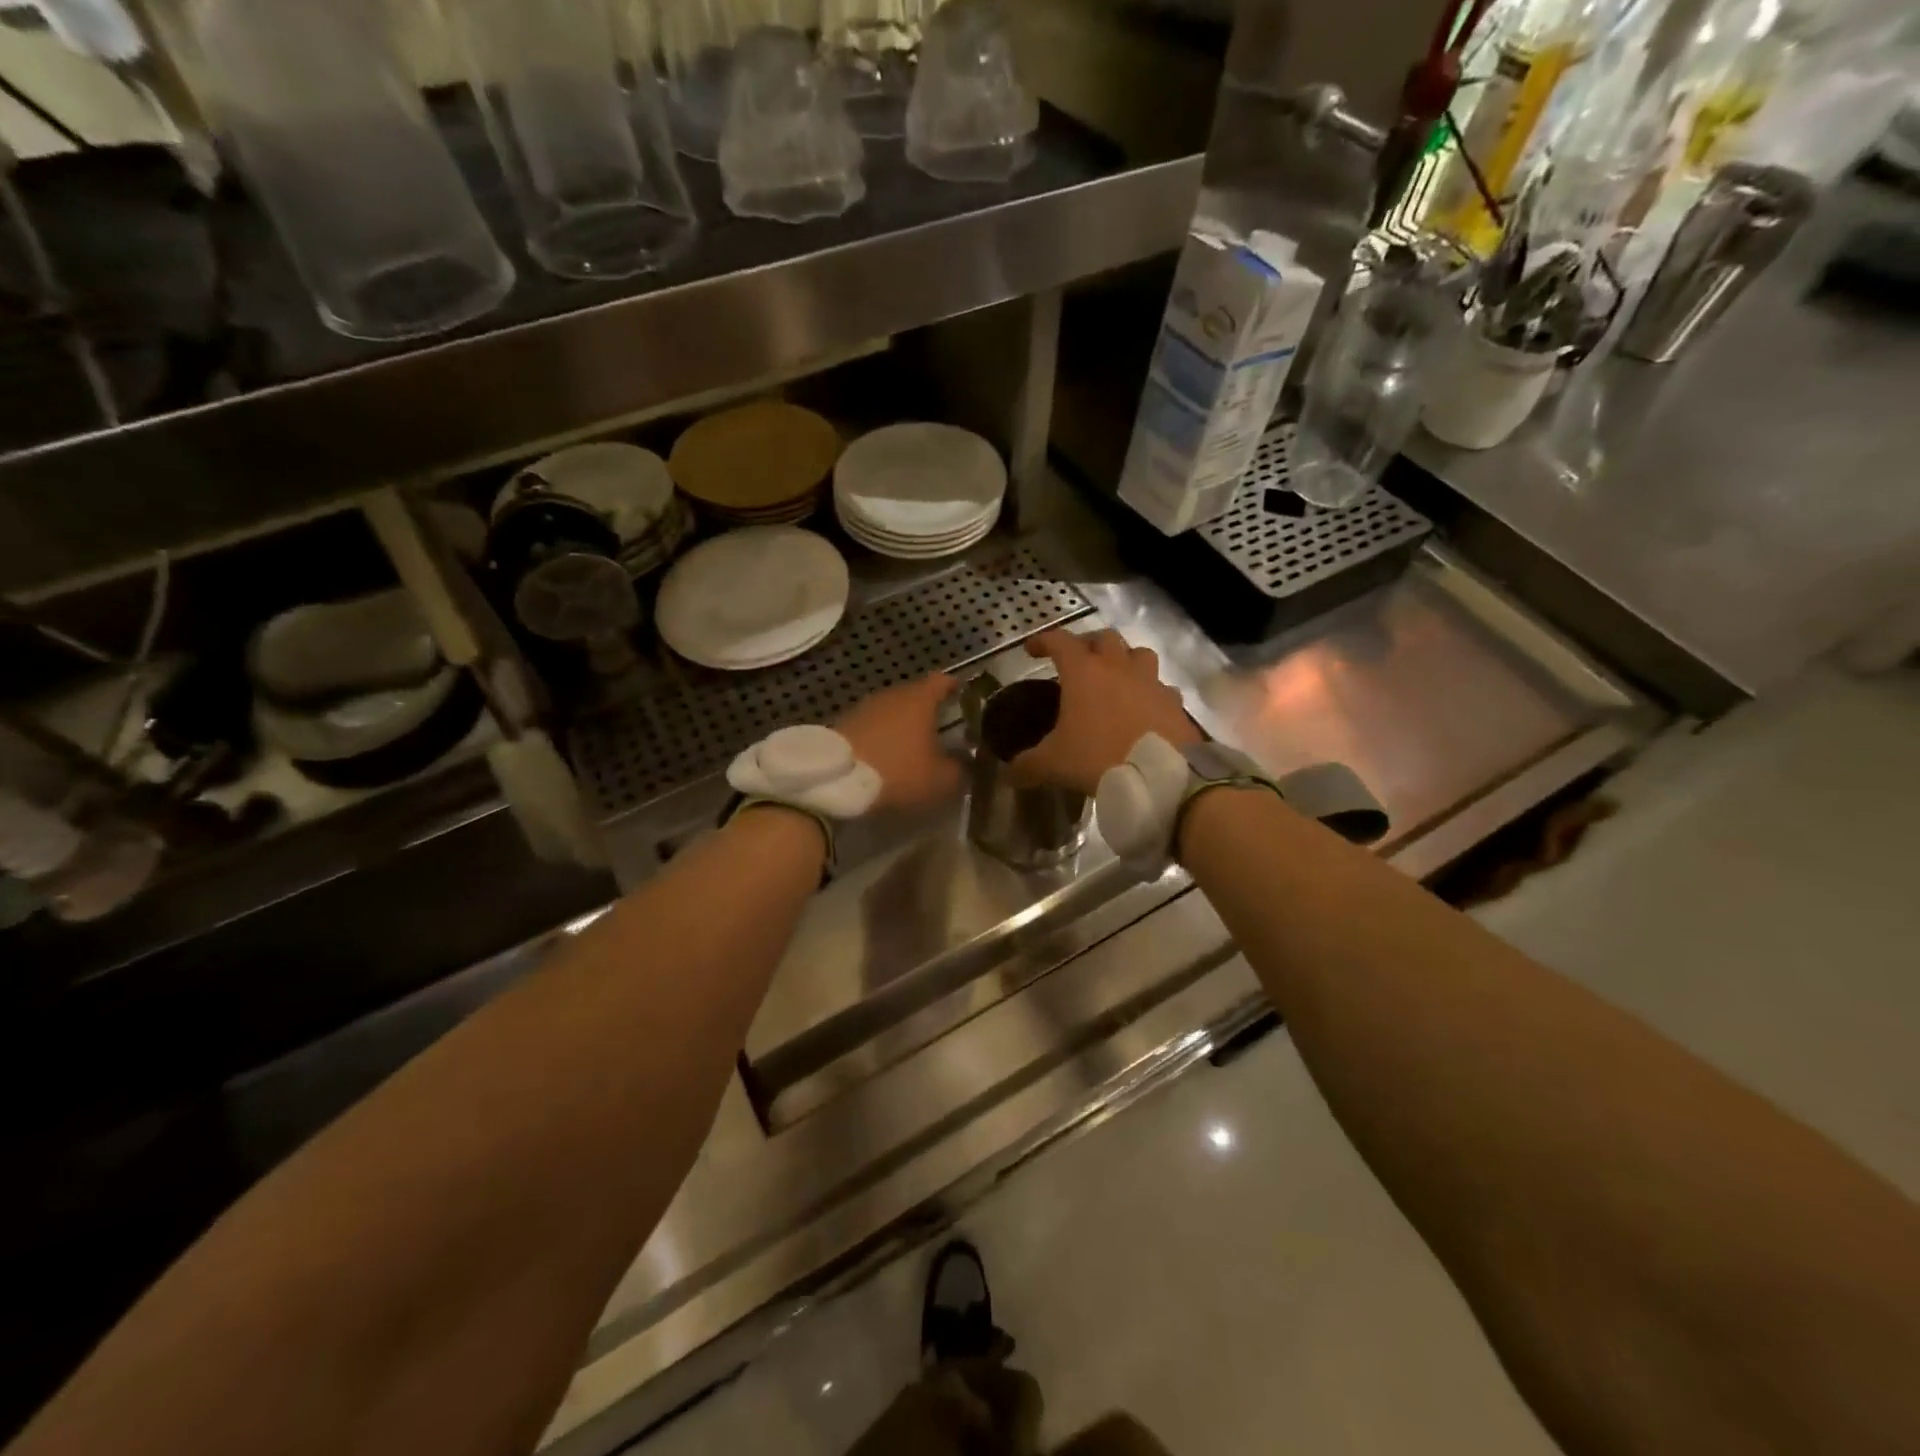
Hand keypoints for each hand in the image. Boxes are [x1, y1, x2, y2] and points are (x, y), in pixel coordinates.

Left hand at [835, 673, 963, 812]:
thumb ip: (962, 768)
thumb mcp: (942, 780)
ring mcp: (864, 707)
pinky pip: (872, 726)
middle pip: (916, 695)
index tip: (965, 696)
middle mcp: (892, 695)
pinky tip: (886, 755)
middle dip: (929, 710)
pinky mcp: (844, 724)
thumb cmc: (898, 772)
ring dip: (903, 724)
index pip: (943, 681)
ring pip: (892, 711)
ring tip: (913, 745)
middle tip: (942, 729)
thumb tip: (967, 761)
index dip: (956, 687)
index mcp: (920, 699)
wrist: (835, 780)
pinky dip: (882, 736)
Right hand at [1013, 629, 1201, 795]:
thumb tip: (1009, 774)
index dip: (1043, 641)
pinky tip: (1144, 709)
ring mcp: (1151, 682)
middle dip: (1087, 644)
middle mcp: (1119, 667)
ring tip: (1115, 678)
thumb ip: (1027, 765)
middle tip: (1077, 662)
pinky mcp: (1174, 702)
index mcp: (1084, 672)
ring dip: (1125, 659)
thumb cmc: (1099, 758)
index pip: (1059, 641)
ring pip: (1138, 654)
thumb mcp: (1053, 764)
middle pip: (1104, 638)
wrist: (1161, 777)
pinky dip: (1150, 692)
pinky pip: (1161, 687)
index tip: (1032, 650)